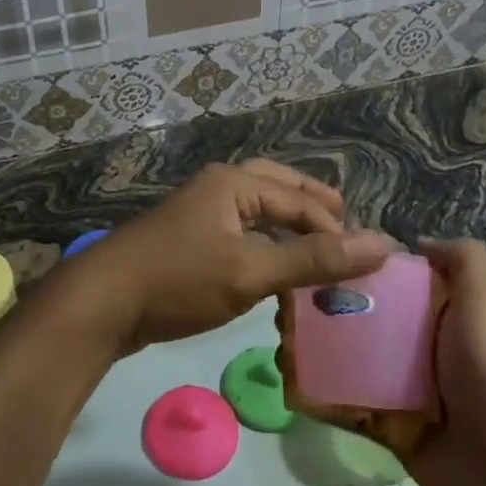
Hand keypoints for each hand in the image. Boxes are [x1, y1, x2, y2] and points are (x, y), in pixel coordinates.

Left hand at [65, 160, 395, 354]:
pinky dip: (263, 242)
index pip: (300, 199)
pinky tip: (271, 266)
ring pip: (254, 209)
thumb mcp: (250, 272)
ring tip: (316, 246)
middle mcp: (216, 188)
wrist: (103, 302)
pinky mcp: (186, 239)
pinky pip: (238, 230)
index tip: (370, 258)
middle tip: (344, 225)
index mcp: (233, 183)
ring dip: (286, 223)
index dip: (336, 228)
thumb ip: (313, 261)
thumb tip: (382, 245)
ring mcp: (198, 212)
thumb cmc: (178, 281)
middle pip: (275, 186)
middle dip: (310, 204)